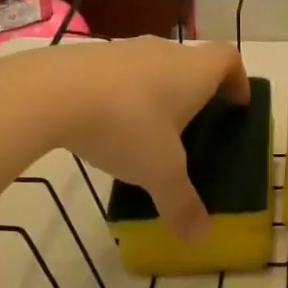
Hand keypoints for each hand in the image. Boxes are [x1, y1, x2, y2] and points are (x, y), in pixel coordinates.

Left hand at [17, 38, 249, 239]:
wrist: (49, 93)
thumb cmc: (125, 125)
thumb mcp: (159, 172)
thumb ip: (182, 204)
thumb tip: (201, 238)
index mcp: (193, 71)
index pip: (229, 58)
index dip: (238, 79)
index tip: (237, 104)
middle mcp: (163, 51)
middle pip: (190, 62)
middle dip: (196, 91)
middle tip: (192, 126)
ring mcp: (122, 49)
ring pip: (152, 67)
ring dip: (156, 92)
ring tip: (147, 130)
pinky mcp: (86, 56)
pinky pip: (117, 73)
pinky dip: (121, 93)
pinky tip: (105, 125)